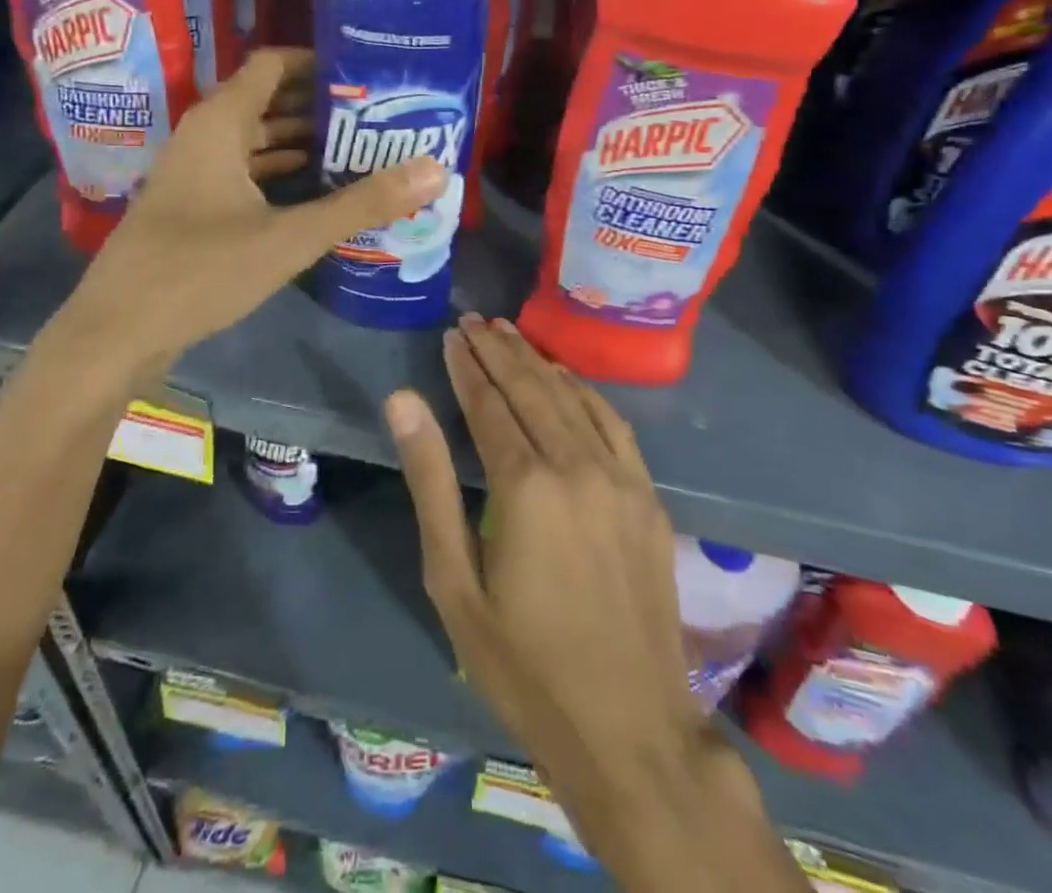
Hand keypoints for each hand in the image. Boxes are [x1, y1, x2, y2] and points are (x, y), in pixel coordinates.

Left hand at [55, 49, 445, 381]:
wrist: (117, 330)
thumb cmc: (200, 270)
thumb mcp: (289, 237)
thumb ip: (361, 204)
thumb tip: (434, 169)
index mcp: (220, 122)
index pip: (274, 64)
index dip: (319, 62)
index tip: (368, 73)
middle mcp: (204, 135)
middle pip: (268, 100)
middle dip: (321, 106)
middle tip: (378, 115)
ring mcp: (194, 172)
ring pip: (256, 141)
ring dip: (302, 143)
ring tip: (360, 150)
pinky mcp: (192, 206)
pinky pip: (244, 173)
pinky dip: (279, 175)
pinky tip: (317, 192)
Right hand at [387, 318, 793, 891]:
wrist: (630, 730)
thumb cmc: (523, 664)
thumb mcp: (455, 580)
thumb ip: (430, 481)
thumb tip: (403, 401)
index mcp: (525, 485)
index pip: (489, 404)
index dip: (467, 367)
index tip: (451, 336)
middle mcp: (576, 466)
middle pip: (531, 388)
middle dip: (499, 351)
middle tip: (474, 322)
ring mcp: (620, 478)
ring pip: (572, 397)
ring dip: (537, 361)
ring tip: (509, 334)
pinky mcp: (647, 497)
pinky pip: (613, 423)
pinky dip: (584, 390)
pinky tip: (566, 378)